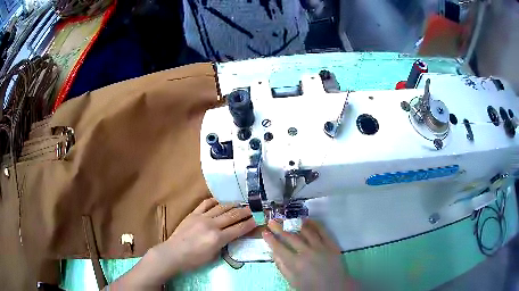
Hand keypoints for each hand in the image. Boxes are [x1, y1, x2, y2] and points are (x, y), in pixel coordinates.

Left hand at [107, 198, 255, 289]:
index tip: (258, 219)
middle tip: (254, 208)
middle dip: (245, 212)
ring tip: (241, 203)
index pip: (239, 229)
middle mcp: (212, 225)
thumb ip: (223, 244)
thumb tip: (229, 236)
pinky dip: (214, 201)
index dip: (250, 224)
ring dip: (233, 205)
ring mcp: (202, 217)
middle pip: (232, 216)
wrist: (173, 253)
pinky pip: (205, 204)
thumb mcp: (213, 256)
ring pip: (221, 208)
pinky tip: (220, 200)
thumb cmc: (193, 260)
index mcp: (218, 238)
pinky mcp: (193, 214)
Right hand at [262, 220, 357, 290]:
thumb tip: (274, 254)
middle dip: (279, 229)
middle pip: (290, 237)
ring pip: (306, 231)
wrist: (335, 287)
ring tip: (288, 219)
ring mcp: (320, 247)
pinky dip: (314, 224)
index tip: (264, 232)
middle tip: (272, 222)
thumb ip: (283, 267)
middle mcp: (307, 252)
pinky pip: (322, 231)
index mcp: (296, 264)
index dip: (270, 240)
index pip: (279, 248)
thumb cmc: (312, 286)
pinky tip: (308, 220)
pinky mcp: (331, 244)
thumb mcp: (293, 281)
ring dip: (296, 224)